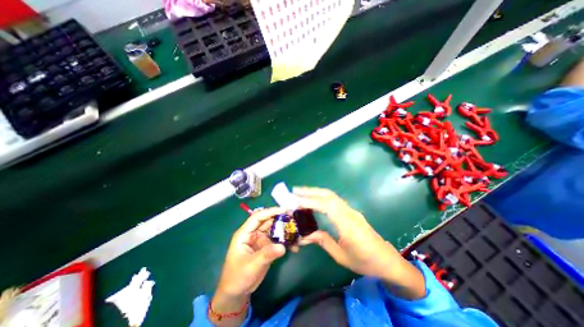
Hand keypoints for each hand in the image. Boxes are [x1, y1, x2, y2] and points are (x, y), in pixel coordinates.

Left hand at [212, 208, 286, 324]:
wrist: (237, 292)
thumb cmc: (237, 277)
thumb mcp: (251, 265)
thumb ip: (266, 255)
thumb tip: (283, 247)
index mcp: (245, 233)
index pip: (258, 217)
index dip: (270, 212)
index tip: (284, 210)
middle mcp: (254, 233)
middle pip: (268, 221)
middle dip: (281, 219)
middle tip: (295, 218)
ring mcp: (261, 240)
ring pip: (274, 230)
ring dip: (285, 230)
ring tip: (298, 230)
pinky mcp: (267, 247)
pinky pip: (278, 240)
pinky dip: (285, 241)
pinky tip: (294, 245)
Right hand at [297, 187, 424, 299]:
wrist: (388, 261)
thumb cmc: (365, 262)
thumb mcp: (341, 256)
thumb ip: (323, 241)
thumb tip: (305, 236)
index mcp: (347, 224)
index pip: (326, 206)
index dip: (309, 201)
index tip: (295, 200)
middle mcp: (349, 213)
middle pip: (329, 195)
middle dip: (311, 191)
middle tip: (295, 190)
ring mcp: (352, 211)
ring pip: (332, 196)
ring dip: (316, 192)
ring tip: (301, 193)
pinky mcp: (352, 212)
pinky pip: (335, 200)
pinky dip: (322, 196)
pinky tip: (315, 199)